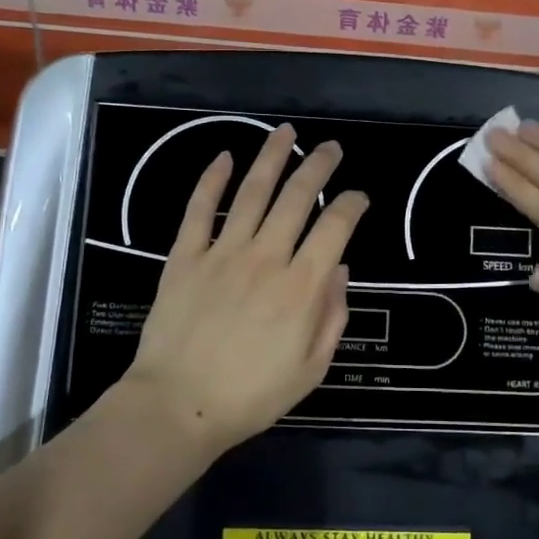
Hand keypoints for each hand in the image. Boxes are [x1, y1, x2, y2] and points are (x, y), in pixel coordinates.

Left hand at [124, 124, 368, 451]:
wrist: (178, 406)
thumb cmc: (251, 395)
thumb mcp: (311, 368)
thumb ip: (332, 315)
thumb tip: (340, 269)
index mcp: (302, 287)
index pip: (336, 227)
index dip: (352, 204)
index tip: (359, 197)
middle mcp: (267, 257)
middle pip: (297, 197)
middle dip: (318, 166)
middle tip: (330, 148)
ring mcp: (223, 253)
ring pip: (252, 192)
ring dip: (271, 157)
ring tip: (286, 132)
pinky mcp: (186, 256)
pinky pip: (200, 209)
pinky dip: (212, 180)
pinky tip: (224, 157)